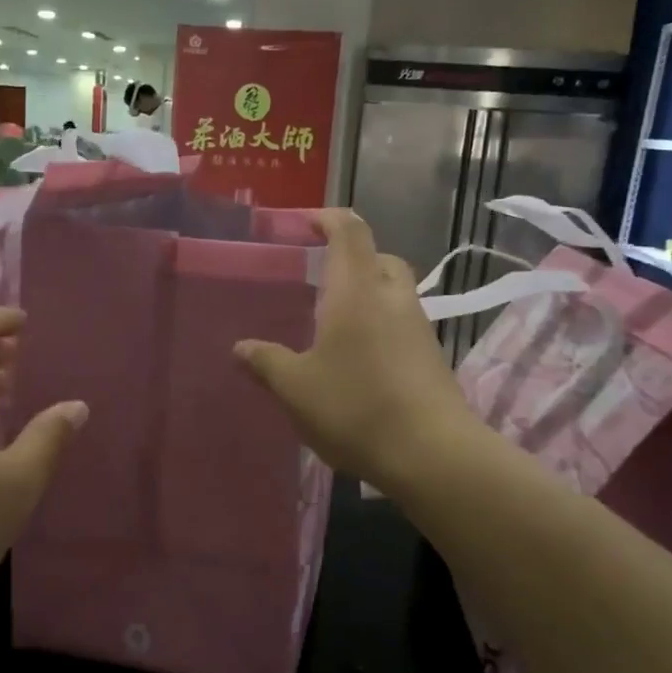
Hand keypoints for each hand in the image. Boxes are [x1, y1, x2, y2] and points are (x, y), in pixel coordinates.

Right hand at [234, 209, 476, 489]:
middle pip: (377, 257)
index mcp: (356, 290)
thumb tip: (239, 347)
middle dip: (349, 258)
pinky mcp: (431, 356)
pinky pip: (402, 323)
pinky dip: (380, 324)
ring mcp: (418, 327)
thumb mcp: (296, 388)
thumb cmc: (356, 408)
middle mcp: (392, 297)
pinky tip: (358, 358)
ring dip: (366, 293)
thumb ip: (266, 362)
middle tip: (319, 277)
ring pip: (393, 291)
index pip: (348, 231)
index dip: (327, 218)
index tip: (303, 222)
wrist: (432, 454)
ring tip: (334, 320)